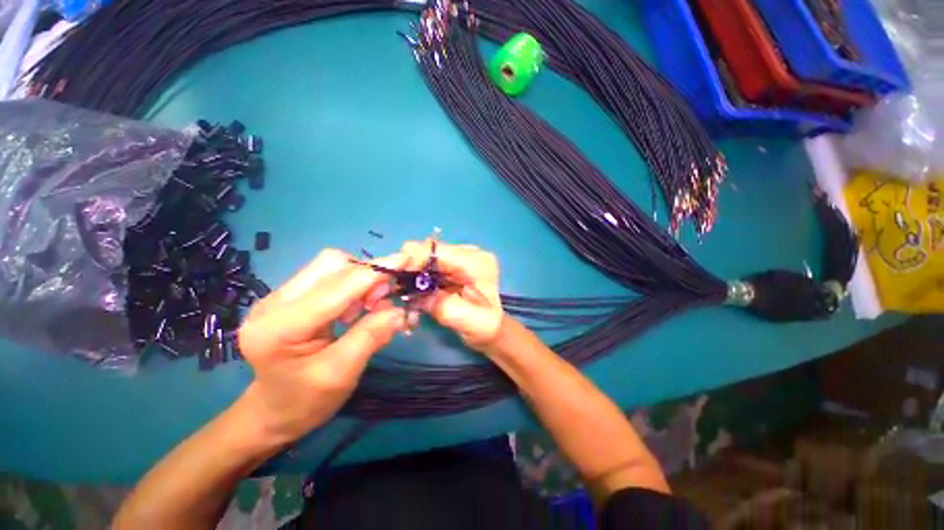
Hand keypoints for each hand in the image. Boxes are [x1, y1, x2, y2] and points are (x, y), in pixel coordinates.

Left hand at [236, 249, 406, 444]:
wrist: (275, 410)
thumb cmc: (306, 400)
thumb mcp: (342, 374)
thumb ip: (371, 336)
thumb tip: (399, 310)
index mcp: (279, 327)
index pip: (336, 287)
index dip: (375, 272)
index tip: (406, 261)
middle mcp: (274, 302)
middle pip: (331, 265)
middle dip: (368, 274)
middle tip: (385, 299)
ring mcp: (280, 295)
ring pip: (332, 265)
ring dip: (361, 279)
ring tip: (371, 305)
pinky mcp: (291, 295)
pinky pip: (329, 275)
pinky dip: (353, 285)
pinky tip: (357, 306)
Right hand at [401, 241, 504, 350]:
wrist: (491, 329)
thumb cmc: (484, 327)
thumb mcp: (467, 321)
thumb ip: (443, 305)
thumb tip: (416, 294)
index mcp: (477, 262)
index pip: (438, 251)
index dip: (413, 259)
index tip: (395, 277)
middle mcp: (469, 253)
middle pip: (430, 250)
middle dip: (410, 265)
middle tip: (396, 286)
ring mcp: (461, 258)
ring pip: (427, 255)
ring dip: (412, 270)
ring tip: (403, 289)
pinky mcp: (454, 265)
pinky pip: (429, 264)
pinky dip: (418, 274)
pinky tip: (414, 288)